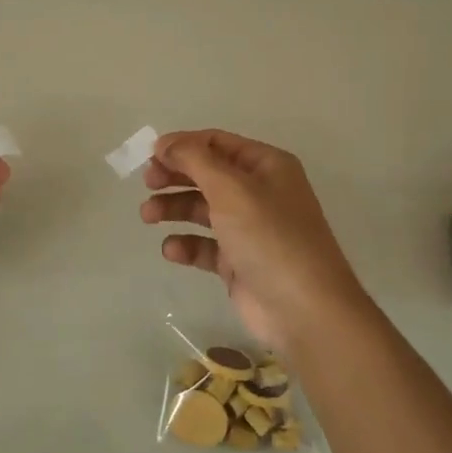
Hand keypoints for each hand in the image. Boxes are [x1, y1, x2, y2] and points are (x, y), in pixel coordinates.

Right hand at [141, 129, 368, 354]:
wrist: (304, 310)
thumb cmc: (269, 237)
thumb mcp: (231, 188)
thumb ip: (194, 159)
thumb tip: (164, 143)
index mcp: (266, 166)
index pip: (217, 142)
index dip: (182, 145)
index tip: (150, 155)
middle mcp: (259, 192)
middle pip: (206, 174)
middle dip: (175, 176)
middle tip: (147, 183)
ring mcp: (249, 228)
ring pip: (202, 208)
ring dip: (173, 208)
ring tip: (148, 216)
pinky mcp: (238, 261)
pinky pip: (205, 245)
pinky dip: (186, 244)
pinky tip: (172, 250)